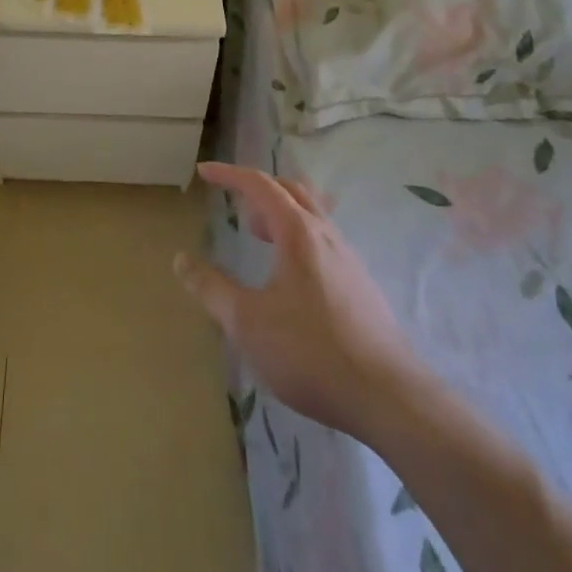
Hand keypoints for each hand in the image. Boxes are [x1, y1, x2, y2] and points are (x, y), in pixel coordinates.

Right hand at [175, 163, 419, 439]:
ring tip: (259, 238)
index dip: (228, 174)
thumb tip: (181, 260)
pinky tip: (291, 279)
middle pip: (292, 191)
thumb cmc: (311, 352)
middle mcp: (326, 235)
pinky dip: (298, 240)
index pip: (259, 185)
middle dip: (260, 190)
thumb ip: (211, 289)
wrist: (390, 399)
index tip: (204, 172)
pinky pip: (324, 242)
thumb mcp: (247, 322)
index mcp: (298, 231)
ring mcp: (349, 260)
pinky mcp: (362, 288)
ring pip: (312, 216)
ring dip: (281, 215)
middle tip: (236, 205)